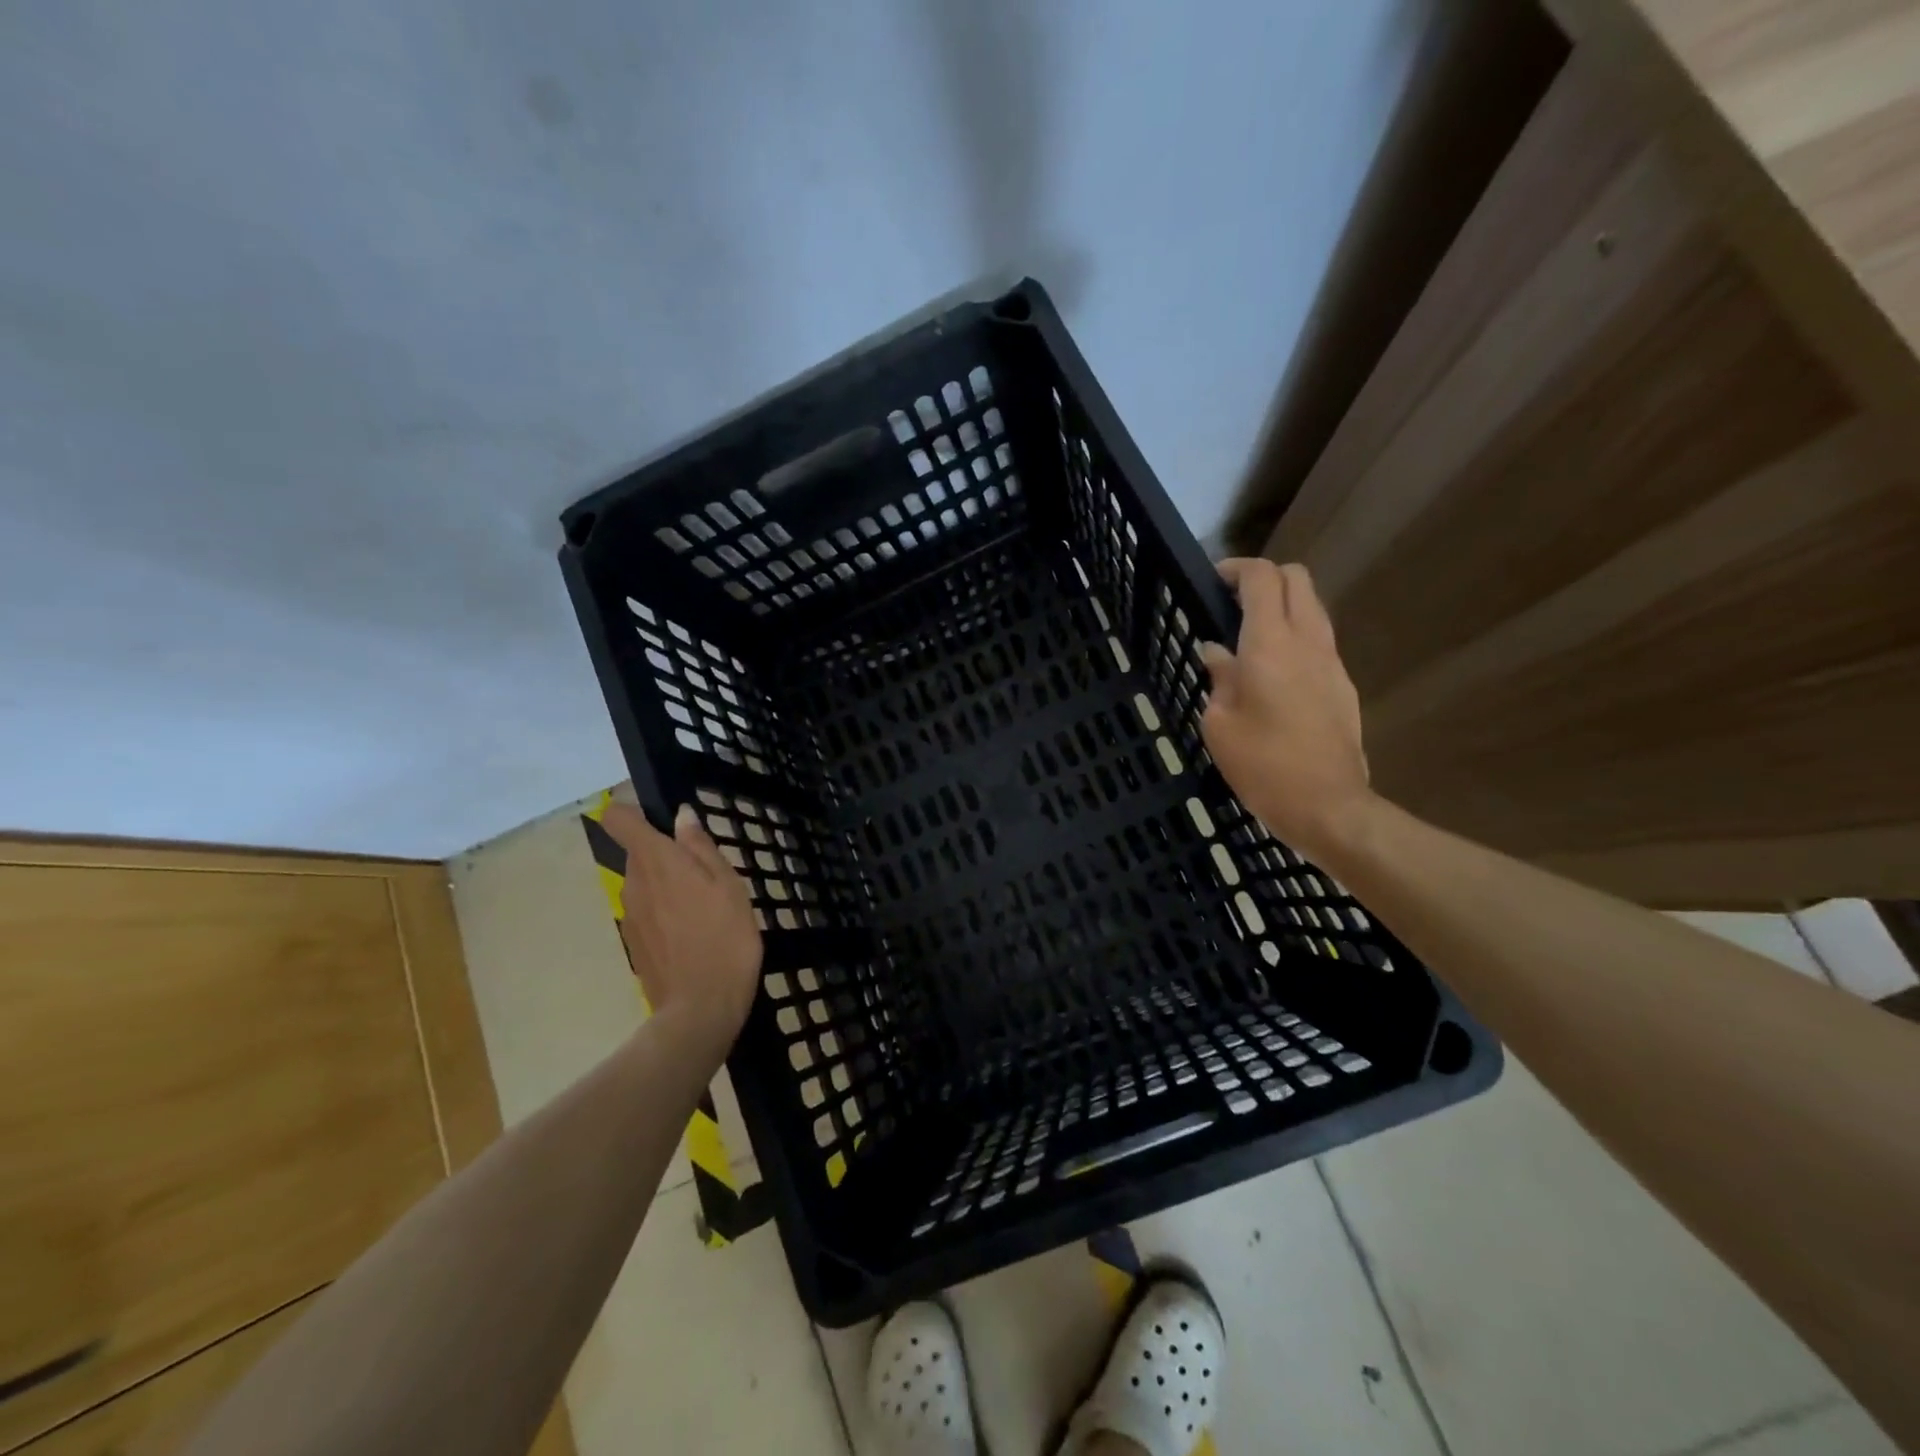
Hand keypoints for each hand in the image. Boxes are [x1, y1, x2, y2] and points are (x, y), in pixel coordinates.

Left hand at [600, 800, 762, 1046]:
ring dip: (668, 886)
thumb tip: (681, 816)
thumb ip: (701, 848)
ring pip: (645, 885)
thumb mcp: (728, 886)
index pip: (619, 820)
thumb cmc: (725, 938)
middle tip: (707, 873)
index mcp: (655, 862)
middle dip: (666, 855)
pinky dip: (666, 914)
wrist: (700, 1010)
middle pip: (638, 854)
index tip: (661, 818)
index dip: (634, 812)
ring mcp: (629, 917)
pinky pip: (647, 913)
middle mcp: (632, 884)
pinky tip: (695, 934)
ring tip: (706, 907)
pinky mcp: (634, 944)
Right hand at [1200, 559, 1373, 860]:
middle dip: (1266, 578)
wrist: (1328, 806)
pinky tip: (1273, 672)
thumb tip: (1217, 653)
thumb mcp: (1220, 724)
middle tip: (1233, 602)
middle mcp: (1307, 642)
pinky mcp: (1344, 685)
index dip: (1237, 569)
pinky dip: (1296, 636)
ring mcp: (1332, 662)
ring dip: (1283, 606)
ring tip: (1251, 635)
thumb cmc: (1262, 766)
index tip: (1214, 580)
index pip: (1262, 579)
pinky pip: (1319, 641)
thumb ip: (1219, 679)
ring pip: (1313, 608)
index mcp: (1270, 645)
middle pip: (1297, 579)